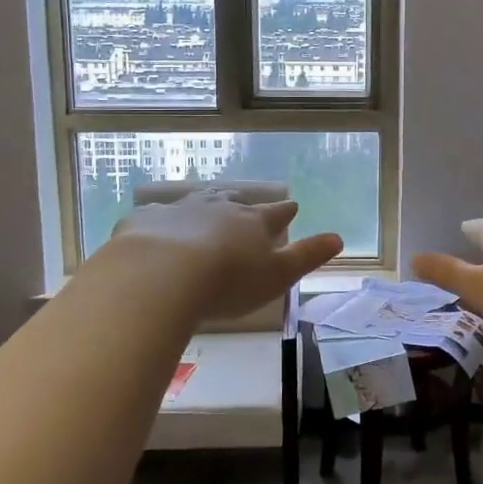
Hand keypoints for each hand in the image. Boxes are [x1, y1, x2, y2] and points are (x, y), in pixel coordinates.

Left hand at [109, 190, 342, 321]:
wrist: (161, 275)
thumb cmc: (227, 282)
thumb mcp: (277, 276)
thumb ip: (307, 256)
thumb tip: (338, 238)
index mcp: (252, 223)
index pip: (275, 213)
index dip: (285, 211)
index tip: (292, 207)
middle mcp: (218, 209)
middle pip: (234, 202)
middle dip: (241, 203)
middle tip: (244, 204)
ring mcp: (179, 211)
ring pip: (197, 202)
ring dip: (204, 204)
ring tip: (207, 205)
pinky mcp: (144, 221)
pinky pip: (156, 215)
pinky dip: (161, 220)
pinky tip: (156, 227)